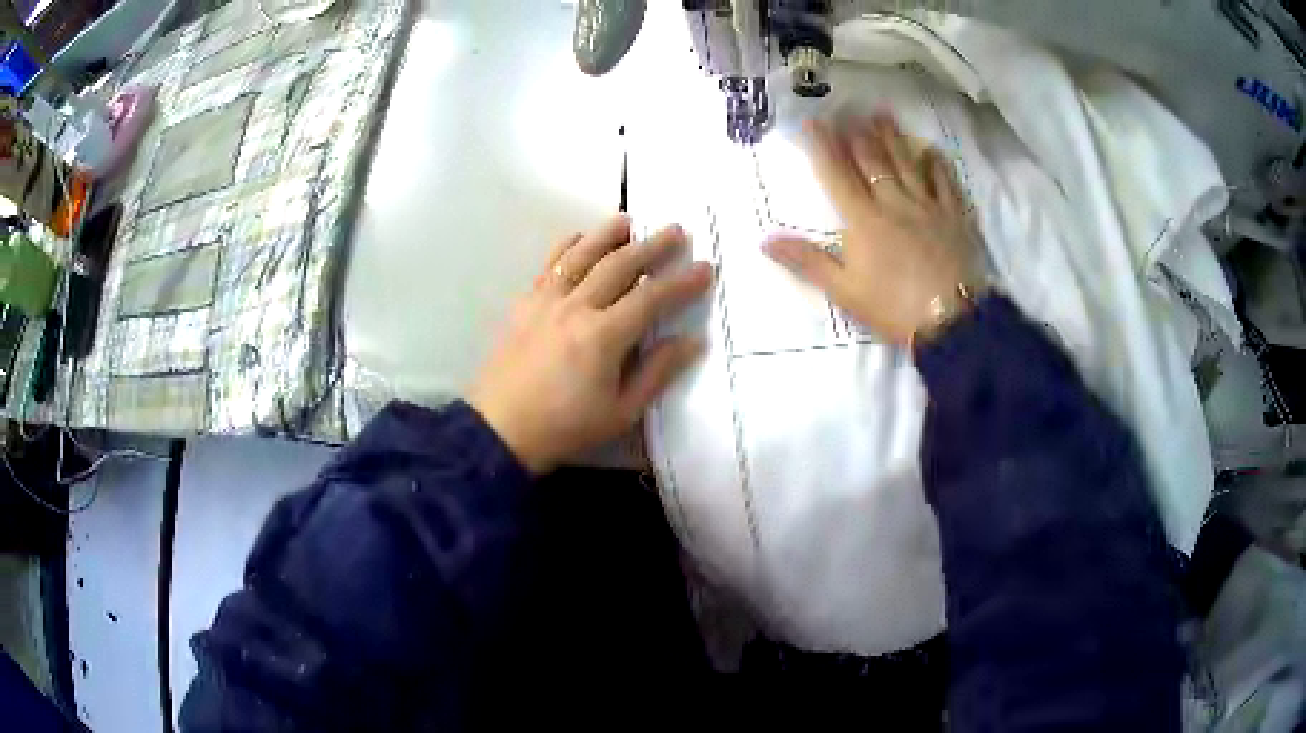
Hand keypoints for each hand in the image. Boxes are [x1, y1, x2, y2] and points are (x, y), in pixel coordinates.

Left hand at [468, 215, 713, 474]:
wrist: (500, 430)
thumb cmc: (565, 427)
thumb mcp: (621, 412)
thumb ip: (657, 372)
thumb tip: (692, 341)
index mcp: (603, 336)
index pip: (651, 297)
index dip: (682, 282)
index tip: (705, 268)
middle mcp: (575, 307)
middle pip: (619, 265)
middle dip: (652, 245)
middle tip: (676, 230)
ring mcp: (545, 301)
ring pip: (581, 255)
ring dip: (608, 234)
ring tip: (629, 220)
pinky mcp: (524, 304)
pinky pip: (549, 265)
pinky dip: (567, 247)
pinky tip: (578, 238)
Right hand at [764, 114, 981, 344]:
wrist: (951, 322)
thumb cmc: (893, 308)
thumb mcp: (844, 291)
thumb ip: (807, 261)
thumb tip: (764, 240)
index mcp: (863, 220)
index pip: (837, 174)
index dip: (823, 146)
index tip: (812, 121)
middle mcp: (894, 202)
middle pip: (872, 161)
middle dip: (857, 133)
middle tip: (847, 108)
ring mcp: (927, 206)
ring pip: (907, 163)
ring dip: (892, 137)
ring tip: (881, 113)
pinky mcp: (954, 217)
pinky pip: (945, 182)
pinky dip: (937, 164)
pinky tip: (931, 149)